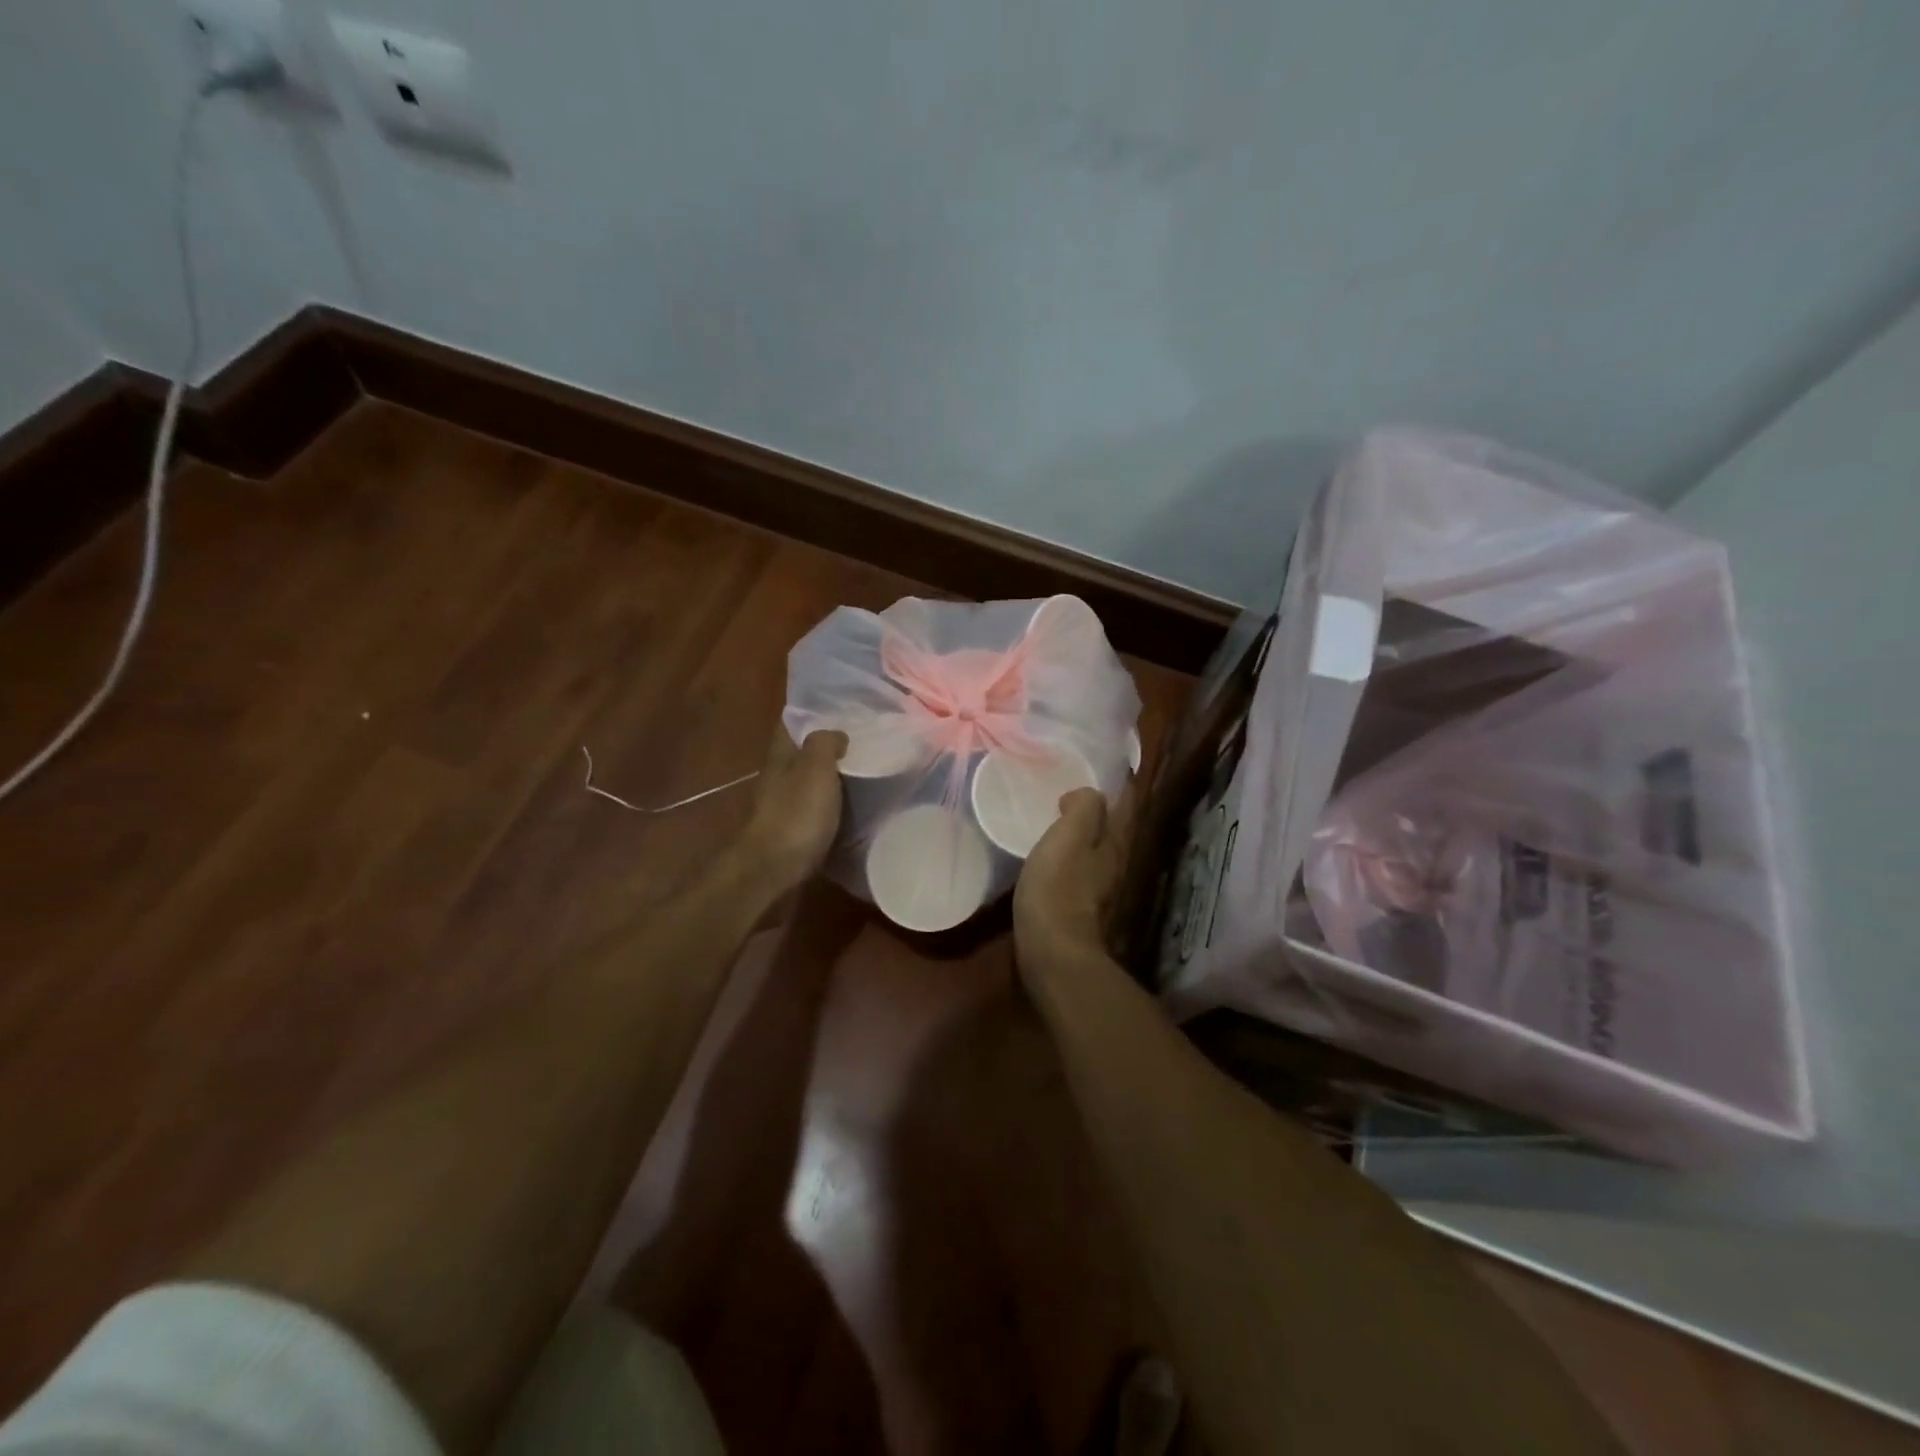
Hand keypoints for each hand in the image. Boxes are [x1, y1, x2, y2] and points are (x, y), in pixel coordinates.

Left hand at [736, 727, 847, 890]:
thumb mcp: (815, 769)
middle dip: (824, 748)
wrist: (772, 870)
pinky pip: (813, 810)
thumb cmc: (795, 814)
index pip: (790, 725)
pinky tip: (851, 808)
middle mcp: (777, 778)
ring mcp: (781, 807)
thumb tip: (836, 733)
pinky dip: (830, 806)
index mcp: (780, 757)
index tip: (840, 710)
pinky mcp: (791, 833)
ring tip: (863, 774)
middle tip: (861, 742)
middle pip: (799, 755)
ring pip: (807, 783)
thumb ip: (824, 744)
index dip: (811, 715)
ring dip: (828, 778)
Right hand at [1014, 787, 1126, 968]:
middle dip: (1099, 807)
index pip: (1125, 804)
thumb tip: (1087, 795)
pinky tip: (1049, 852)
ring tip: (1058, 815)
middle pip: (1112, 827)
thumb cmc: (1059, 887)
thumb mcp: (1069, 837)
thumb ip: (1083, 809)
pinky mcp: (1077, 905)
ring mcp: (1097, 887)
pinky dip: (1068, 853)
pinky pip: (1077, 867)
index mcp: (1115, 843)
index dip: (1120, 783)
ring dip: (1082, 831)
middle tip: (1075, 786)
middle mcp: (1113, 863)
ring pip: (1095, 848)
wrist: (1052, 951)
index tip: (1106, 766)